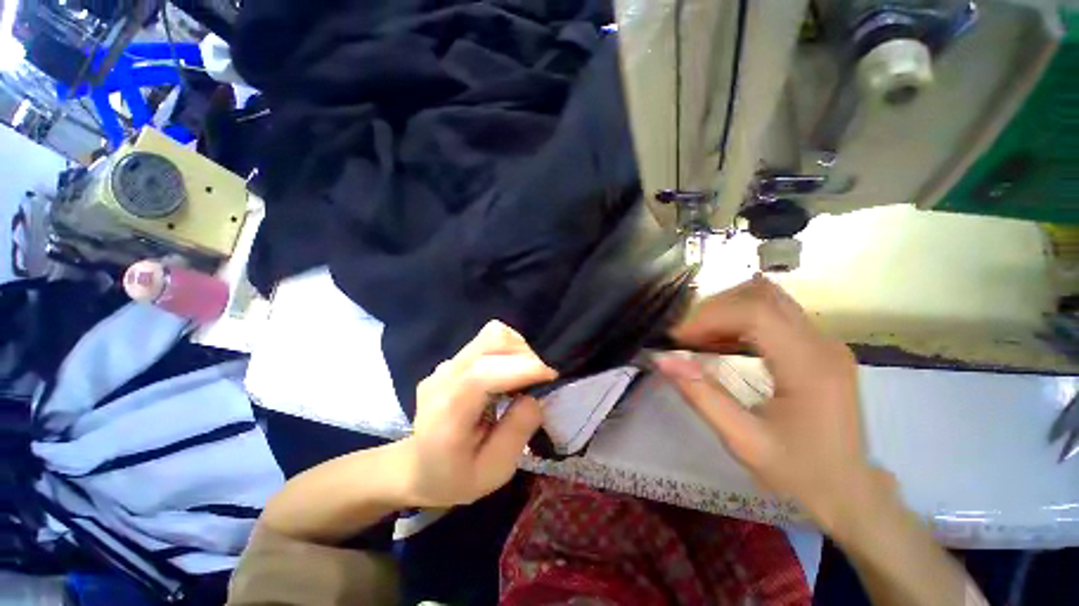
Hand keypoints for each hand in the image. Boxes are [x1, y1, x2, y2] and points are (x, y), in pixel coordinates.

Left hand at [400, 320, 556, 506]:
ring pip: (491, 335)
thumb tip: (536, 396)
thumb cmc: (455, 477)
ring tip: (526, 376)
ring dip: (518, 349)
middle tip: (541, 381)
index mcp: (447, 413)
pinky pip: (487, 341)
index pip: (481, 375)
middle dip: (525, 356)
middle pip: (490, 342)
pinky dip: (509, 350)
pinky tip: (510, 373)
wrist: (417, 467)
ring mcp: (446, 365)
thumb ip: (517, 432)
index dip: (521, 368)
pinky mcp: (454, 360)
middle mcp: (443, 378)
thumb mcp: (493, 471)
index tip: (552, 376)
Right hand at [654, 276, 875, 531]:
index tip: (678, 339)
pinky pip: (773, 314)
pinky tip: (722, 342)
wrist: (850, 491)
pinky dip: (739, 319)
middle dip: (714, 309)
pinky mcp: (818, 345)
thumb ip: (701, 396)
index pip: (755, 312)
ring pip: (767, 298)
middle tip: (687, 337)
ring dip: (725, 311)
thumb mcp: (743, 441)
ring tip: (700, 338)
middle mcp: (822, 344)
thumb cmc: (799, 473)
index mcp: (810, 367)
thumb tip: (662, 359)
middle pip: (761, 295)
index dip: (709, 317)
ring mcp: (824, 341)